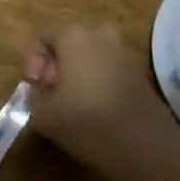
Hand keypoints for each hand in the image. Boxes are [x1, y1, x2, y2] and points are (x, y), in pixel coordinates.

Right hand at [24, 25, 179, 180]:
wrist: (147, 147)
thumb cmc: (88, 123)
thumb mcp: (44, 114)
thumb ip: (32, 95)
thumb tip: (37, 90)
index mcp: (73, 35)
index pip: (43, 36)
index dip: (32, 62)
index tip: (36, 88)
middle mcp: (98, 33)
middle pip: (67, 43)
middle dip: (55, 67)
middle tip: (52, 96)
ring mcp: (122, 50)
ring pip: (89, 55)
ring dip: (77, 74)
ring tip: (73, 106)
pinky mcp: (139, 70)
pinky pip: (108, 67)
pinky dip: (97, 82)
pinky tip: (97, 110)